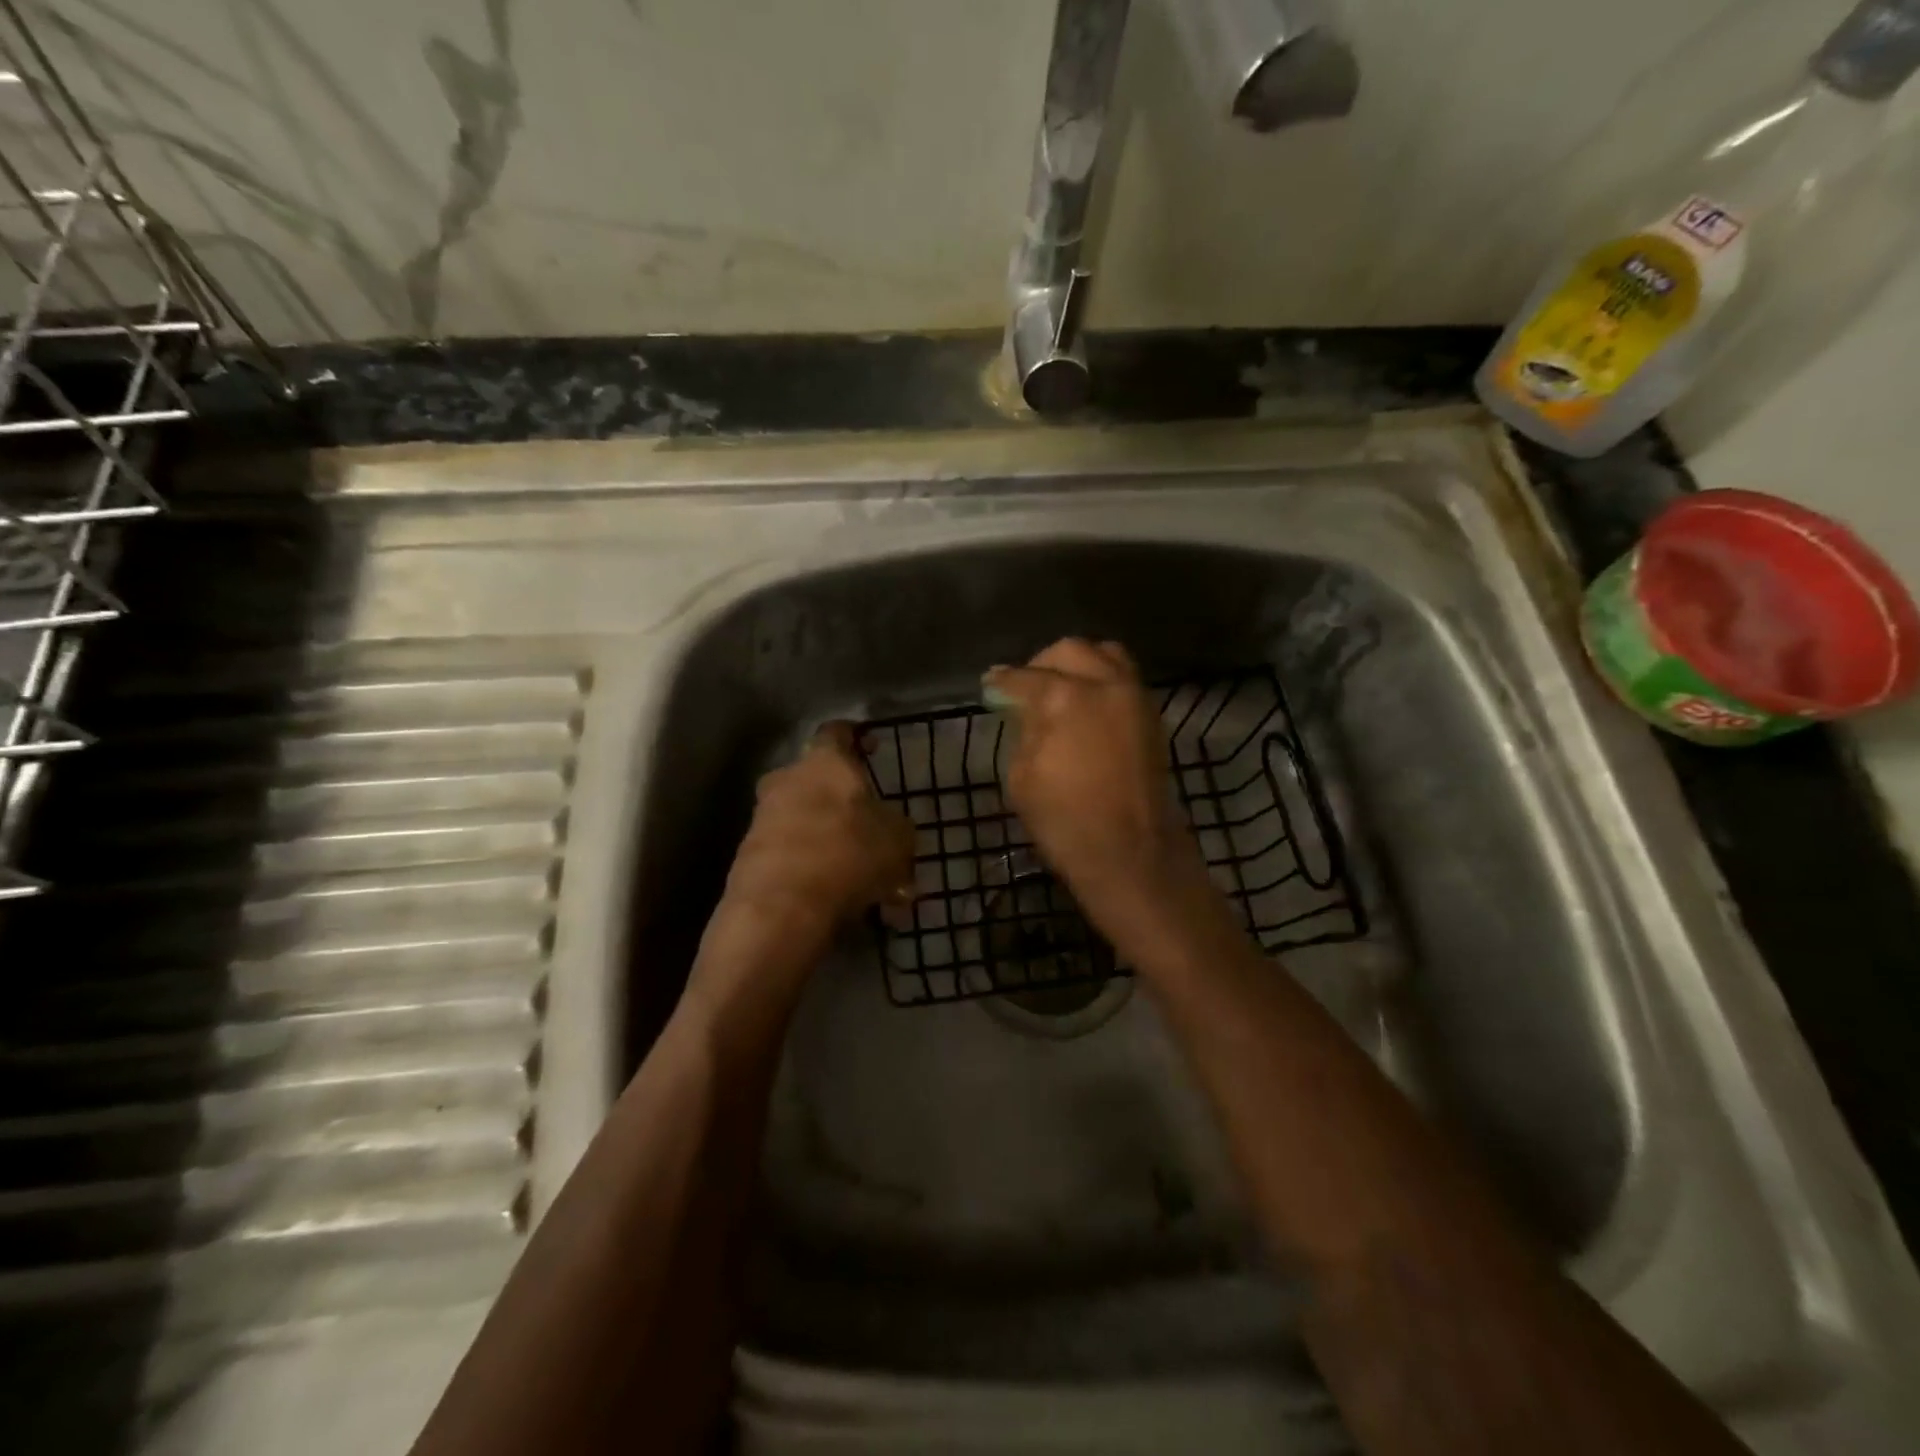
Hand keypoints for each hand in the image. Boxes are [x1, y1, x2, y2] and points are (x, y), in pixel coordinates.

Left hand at [718, 721, 916, 941]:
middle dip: (844, 804)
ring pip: (806, 823)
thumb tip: (890, 828)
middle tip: (871, 830)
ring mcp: (762, 819)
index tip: (870, 747)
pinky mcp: (748, 857)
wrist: (780, 906)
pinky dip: (815, 874)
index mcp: (824, 762)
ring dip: (833, 845)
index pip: (837, 732)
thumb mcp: (898, 837)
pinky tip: (842, 904)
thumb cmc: (848, 852)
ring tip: (866, 884)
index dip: (856, 737)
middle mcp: (786, 780)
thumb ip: (895, 826)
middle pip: (818, 782)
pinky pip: (792, 857)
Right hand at [984, 640, 1230, 962]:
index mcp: (1066, 696)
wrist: (1132, 854)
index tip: (989, 684)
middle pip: (1069, 651)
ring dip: (1078, 664)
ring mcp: (1134, 696)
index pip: (1024, 677)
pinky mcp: (1151, 716)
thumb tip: (1025, 709)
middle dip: (1042, 665)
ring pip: (1105, 655)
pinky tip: (1086, 706)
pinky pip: (1123, 679)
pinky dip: (1102, 680)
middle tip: (1025, 688)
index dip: (1002, 681)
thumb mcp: (1022, 775)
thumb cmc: (1066, 821)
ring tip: (1061, 689)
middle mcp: (1105, 683)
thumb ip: (1024, 730)